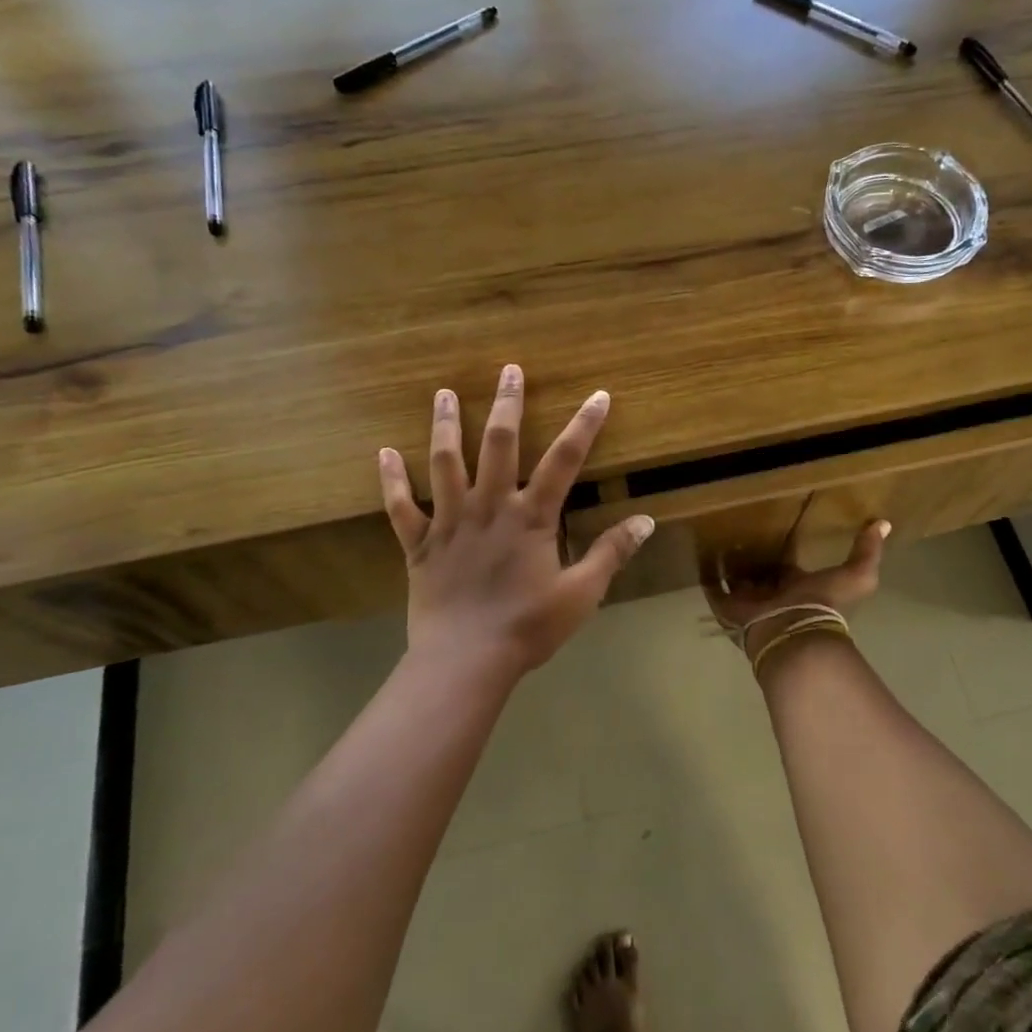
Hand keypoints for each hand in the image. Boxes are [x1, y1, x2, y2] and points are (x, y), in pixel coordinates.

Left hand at [378, 365, 653, 677]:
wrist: (465, 661)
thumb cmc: (528, 627)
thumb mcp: (581, 593)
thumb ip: (612, 553)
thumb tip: (647, 521)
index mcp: (531, 517)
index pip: (564, 461)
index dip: (584, 426)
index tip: (599, 396)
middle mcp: (489, 507)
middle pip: (498, 445)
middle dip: (507, 405)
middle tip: (508, 371)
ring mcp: (450, 522)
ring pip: (445, 463)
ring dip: (445, 425)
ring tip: (444, 393)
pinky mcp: (419, 544)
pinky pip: (400, 507)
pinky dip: (391, 480)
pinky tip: (384, 453)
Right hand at [702, 522, 889, 661]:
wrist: (794, 634)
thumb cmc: (823, 604)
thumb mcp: (856, 575)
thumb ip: (867, 552)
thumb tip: (883, 523)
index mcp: (798, 586)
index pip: (786, 566)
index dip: (782, 551)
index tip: (772, 529)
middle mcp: (773, 594)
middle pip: (760, 573)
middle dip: (753, 558)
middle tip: (739, 530)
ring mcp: (750, 602)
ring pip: (737, 580)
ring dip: (730, 565)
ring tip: (715, 539)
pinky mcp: (729, 609)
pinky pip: (714, 592)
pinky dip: (708, 580)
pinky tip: (701, 560)